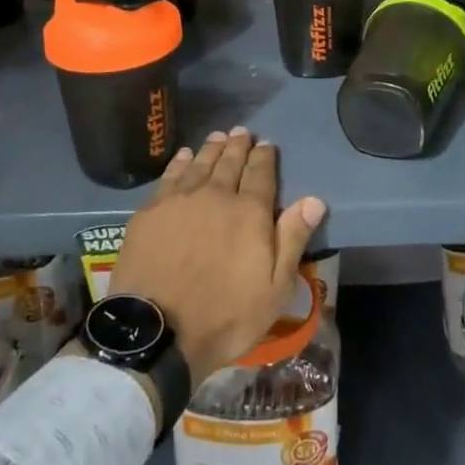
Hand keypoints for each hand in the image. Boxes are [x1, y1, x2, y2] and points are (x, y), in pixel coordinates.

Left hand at [109, 128, 326, 385]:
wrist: (157, 332)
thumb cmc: (226, 316)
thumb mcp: (275, 288)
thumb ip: (292, 239)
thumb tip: (314, 199)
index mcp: (250, 212)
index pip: (261, 174)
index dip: (265, 157)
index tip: (266, 144)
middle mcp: (217, 195)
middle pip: (230, 163)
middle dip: (238, 146)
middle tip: (242, 132)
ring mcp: (181, 201)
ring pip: (201, 165)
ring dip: (212, 149)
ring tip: (218, 136)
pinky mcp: (151, 212)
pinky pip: (170, 177)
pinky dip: (180, 162)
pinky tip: (184, 156)